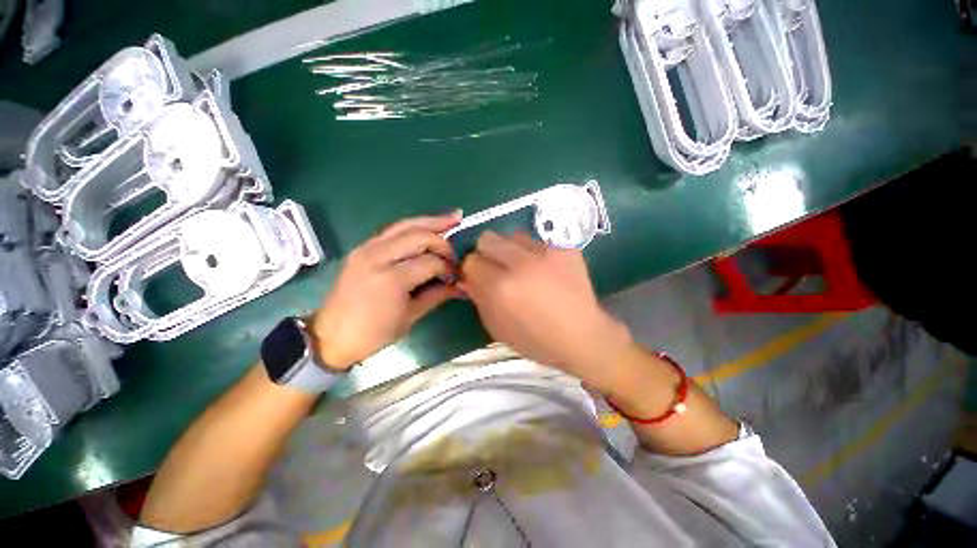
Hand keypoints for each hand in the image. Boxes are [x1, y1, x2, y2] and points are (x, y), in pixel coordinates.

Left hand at [310, 212, 462, 368]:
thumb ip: (437, 295)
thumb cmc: (373, 333)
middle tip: (457, 249)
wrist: (332, 336)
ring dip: (430, 221)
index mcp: (391, 279)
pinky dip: (413, 226)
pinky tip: (427, 226)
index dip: (449, 267)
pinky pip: (392, 230)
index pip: (431, 262)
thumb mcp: (410, 317)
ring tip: (453, 216)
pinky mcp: (362, 248)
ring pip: (405, 225)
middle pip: (419, 236)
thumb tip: (462, 286)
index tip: (458, 275)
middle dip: (442, 239)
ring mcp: (367, 248)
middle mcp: (378, 256)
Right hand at [458, 231, 631, 388]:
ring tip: (523, 268)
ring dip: (510, 250)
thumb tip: (467, 277)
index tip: (480, 278)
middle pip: (487, 238)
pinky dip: (534, 254)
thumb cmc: (536, 339)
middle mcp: (521, 263)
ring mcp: (546, 251)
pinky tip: (544, 270)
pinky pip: (538, 241)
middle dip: (486, 253)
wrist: (582, 336)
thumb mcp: (497, 328)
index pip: (471, 261)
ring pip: (513, 235)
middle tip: (497, 269)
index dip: (473, 270)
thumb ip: (478, 298)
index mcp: (501, 286)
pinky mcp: (565, 247)